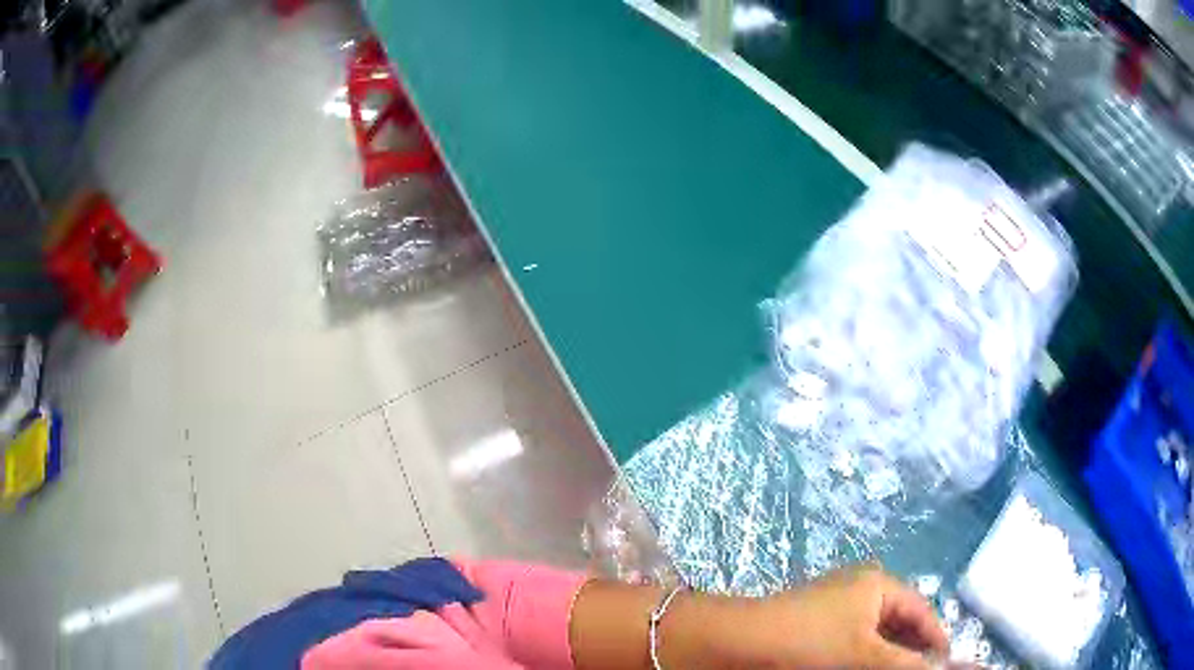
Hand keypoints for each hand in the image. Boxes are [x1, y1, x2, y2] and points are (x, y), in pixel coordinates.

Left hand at [727, 565, 949, 668]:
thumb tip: (941, 669)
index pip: (922, 611)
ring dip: (888, 655)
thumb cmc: (808, 643)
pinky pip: (853, 639)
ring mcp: (836, 605)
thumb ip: (905, 665)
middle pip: (900, 622)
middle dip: (912, 649)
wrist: (737, 643)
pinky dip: (865, 656)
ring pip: (876, 634)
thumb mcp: (864, 656)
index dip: (936, 638)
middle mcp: (861, 589)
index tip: (945, 665)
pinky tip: (864, 669)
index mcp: (879, 585)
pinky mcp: (815, 624)